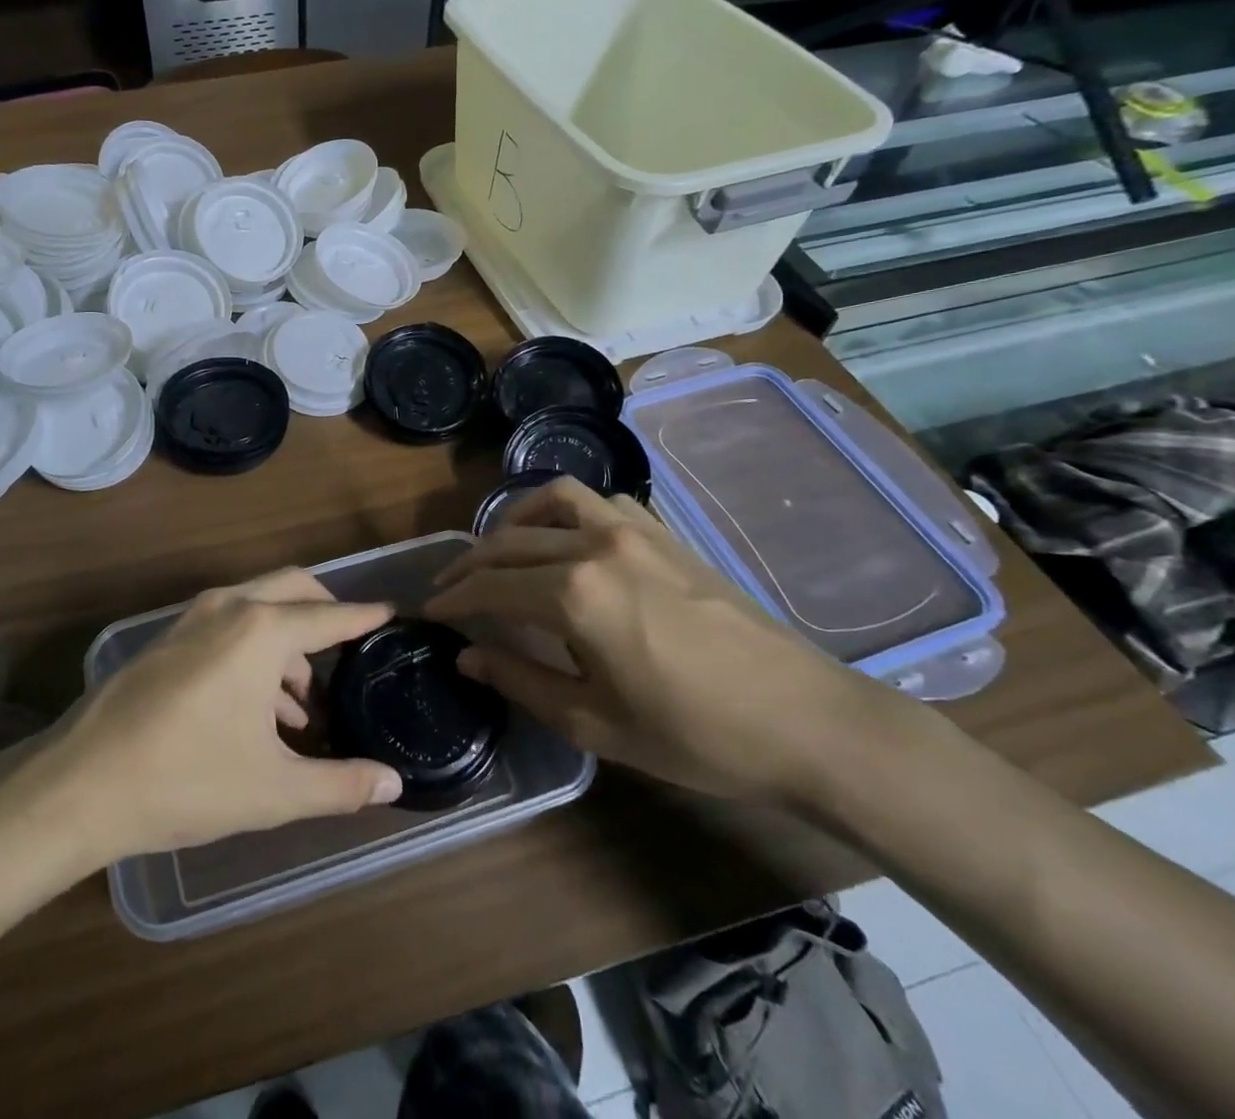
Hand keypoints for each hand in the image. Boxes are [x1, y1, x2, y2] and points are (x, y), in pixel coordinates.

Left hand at [24, 569, 403, 864]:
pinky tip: (258, 710)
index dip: (363, 617)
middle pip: (293, 589)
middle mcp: (229, 607)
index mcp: (261, 631)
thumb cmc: (185, 781)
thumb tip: (394, 785)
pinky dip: (255, 650)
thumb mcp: (273, 790)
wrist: (79, 785)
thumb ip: (341, 785)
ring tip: (302, 706)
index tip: (391, 613)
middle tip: (350, 649)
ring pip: (258, 607)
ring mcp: (192, 618)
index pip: (329, 616)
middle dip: (325, 612)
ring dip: (287, 642)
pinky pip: (228, 626)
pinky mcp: (167, 638)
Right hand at [424, 478, 895, 804]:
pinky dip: (568, 512)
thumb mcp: (594, 722)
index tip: (427, 611)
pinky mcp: (666, 535)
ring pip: (554, 500)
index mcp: (574, 594)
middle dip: (470, 563)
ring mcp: (634, 531)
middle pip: (511, 540)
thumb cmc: (695, 734)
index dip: (453, 599)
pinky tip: (568, 542)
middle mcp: (595, 546)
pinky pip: (602, 502)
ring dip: (515, 520)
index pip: (490, 586)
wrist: (806, 720)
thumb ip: (521, 681)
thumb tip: (467, 657)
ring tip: (500, 549)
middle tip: (449, 587)